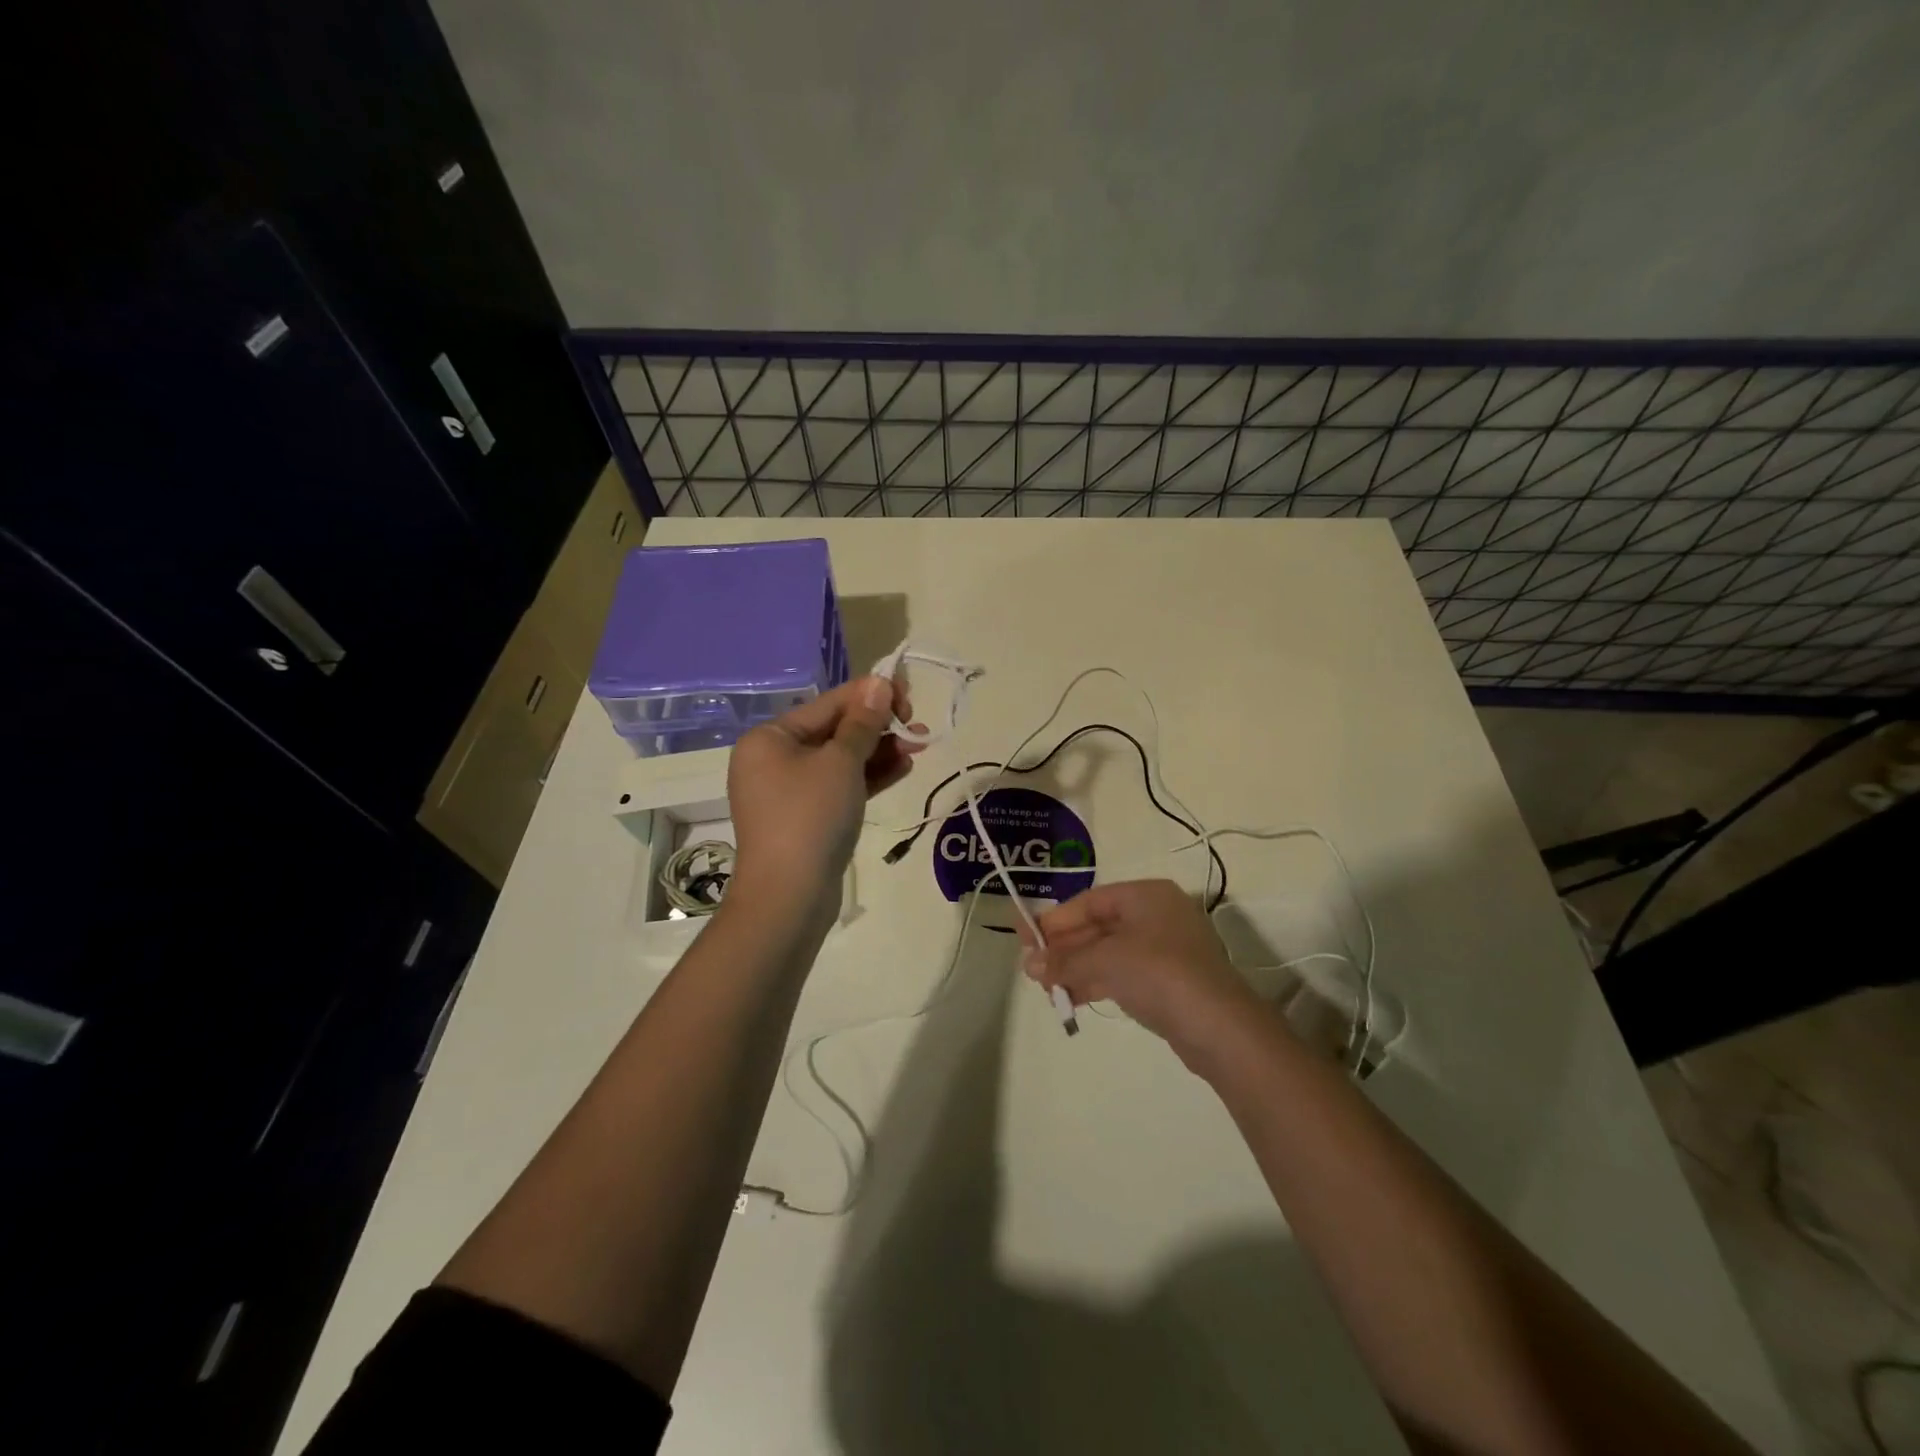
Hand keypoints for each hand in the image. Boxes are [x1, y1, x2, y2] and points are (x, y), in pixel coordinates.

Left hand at [726, 675, 924, 917]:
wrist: (789, 897)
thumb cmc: (810, 816)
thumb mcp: (841, 762)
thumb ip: (863, 721)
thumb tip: (879, 681)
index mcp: (770, 737)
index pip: (828, 704)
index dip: (870, 696)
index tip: (909, 696)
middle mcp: (774, 759)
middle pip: (835, 730)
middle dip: (879, 727)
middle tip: (918, 727)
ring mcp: (789, 791)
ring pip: (841, 760)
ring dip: (880, 751)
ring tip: (920, 746)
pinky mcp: (807, 817)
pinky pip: (840, 786)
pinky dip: (869, 777)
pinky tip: (903, 768)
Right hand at [1018, 879, 1262, 1064]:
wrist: (1219, 1027)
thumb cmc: (1159, 973)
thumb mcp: (1105, 961)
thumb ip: (1065, 960)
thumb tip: (1029, 965)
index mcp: (1146, 895)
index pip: (1090, 901)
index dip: (1055, 920)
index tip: (1027, 939)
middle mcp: (1157, 914)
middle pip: (1099, 926)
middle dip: (1065, 948)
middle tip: (1032, 968)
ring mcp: (1165, 948)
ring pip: (1109, 952)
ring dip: (1077, 967)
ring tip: (1046, 988)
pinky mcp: (1169, 980)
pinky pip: (1123, 972)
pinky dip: (1097, 981)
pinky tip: (1073, 997)